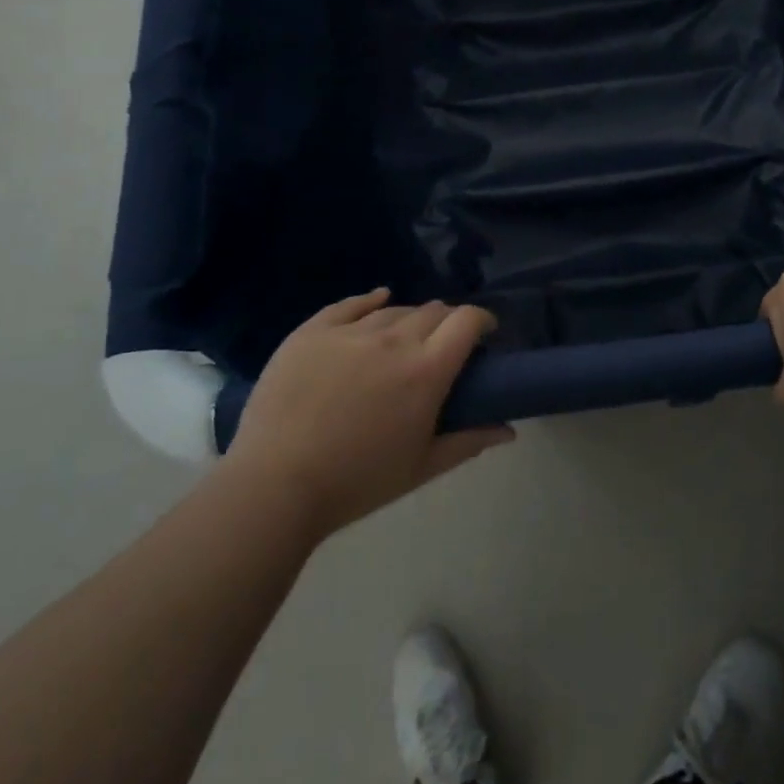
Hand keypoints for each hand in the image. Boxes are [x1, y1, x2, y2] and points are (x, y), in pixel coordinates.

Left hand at [231, 290, 513, 537]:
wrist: (275, 485)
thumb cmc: (358, 482)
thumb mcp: (422, 467)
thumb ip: (470, 441)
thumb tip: (509, 430)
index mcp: (426, 370)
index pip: (467, 321)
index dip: (483, 320)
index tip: (485, 334)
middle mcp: (393, 340)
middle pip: (434, 311)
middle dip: (448, 322)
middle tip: (443, 345)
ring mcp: (350, 332)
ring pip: (394, 309)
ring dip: (410, 318)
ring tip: (405, 338)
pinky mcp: (312, 332)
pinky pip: (349, 304)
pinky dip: (371, 299)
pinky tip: (378, 298)